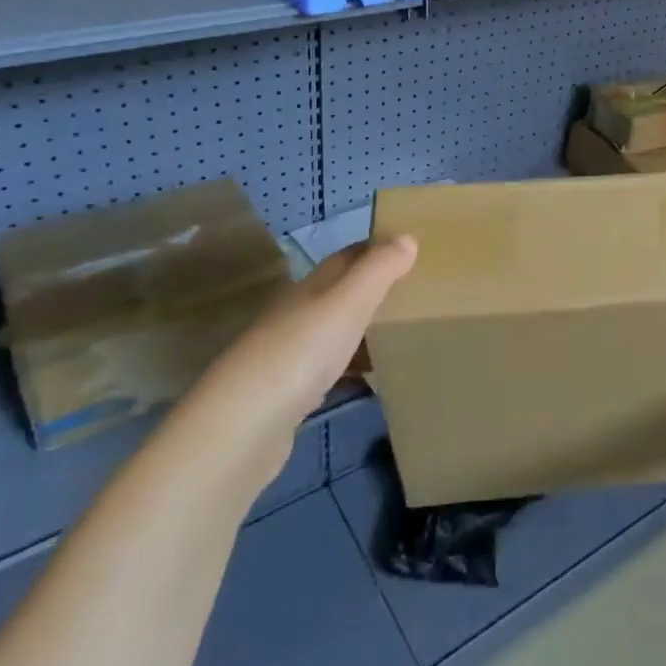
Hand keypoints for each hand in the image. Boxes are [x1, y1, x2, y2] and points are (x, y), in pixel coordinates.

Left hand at [247, 236, 418, 422]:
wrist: (243, 428)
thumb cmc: (301, 352)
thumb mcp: (348, 303)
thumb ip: (378, 270)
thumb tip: (407, 237)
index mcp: (312, 286)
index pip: (349, 256)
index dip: (379, 248)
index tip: (415, 250)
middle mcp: (299, 313)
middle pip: (343, 293)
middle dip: (377, 289)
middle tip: (421, 295)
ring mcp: (292, 354)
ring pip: (337, 331)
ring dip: (366, 329)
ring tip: (407, 335)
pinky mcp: (291, 393)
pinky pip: (332, 369)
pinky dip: (354, 367)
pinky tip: (375, 380)